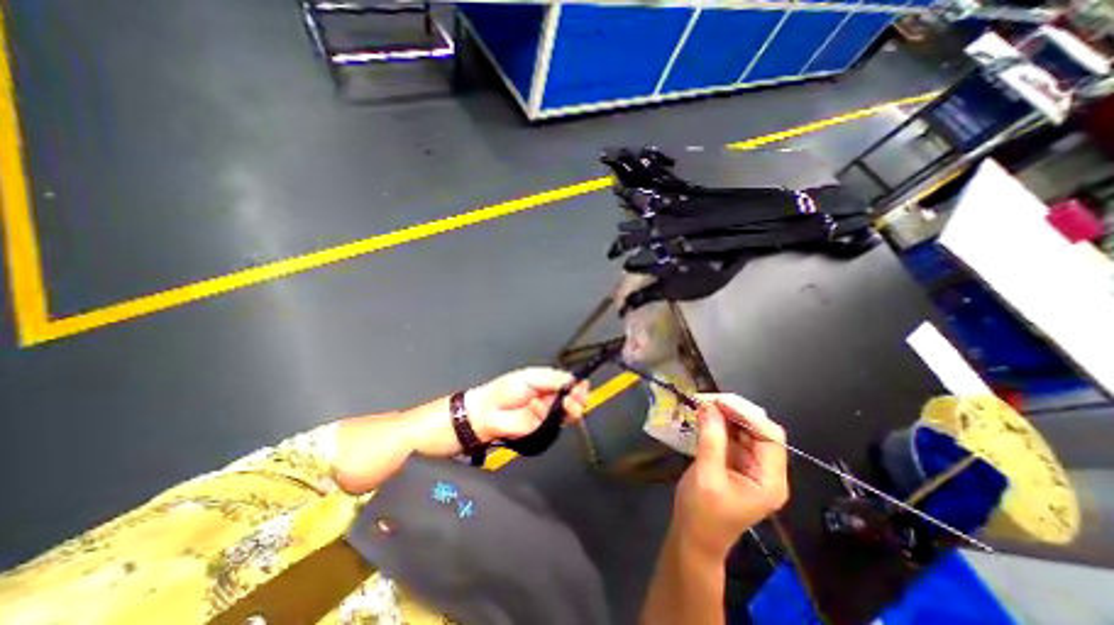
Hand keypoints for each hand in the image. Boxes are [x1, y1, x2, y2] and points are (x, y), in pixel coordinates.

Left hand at [466, 367, 590, 443]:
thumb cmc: (503, 392)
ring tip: (571, 403)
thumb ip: (553, 378)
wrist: (488, 416)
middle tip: (579, 393)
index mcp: (545, 380)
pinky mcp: (546, 426)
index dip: (576, 382)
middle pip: (572, 394)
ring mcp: (548, 411)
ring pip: (570, 408)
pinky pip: (562, 421)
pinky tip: (567, 412)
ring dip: (575, 405)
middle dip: (579, 393)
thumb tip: (573, 379)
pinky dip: (568, 417)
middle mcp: (549, 395)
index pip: (567, 380)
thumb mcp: (530, 377)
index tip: (582, 383)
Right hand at [665, 394, 786, 558]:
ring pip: (743, 430)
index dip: (747, 414)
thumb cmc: (702, 514)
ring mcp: (750, 466)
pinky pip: (730, 436)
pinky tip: (703, 416)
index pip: (770, 436)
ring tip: (702, 403)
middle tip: (707, 399)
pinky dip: (717, 424)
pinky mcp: (734, 462)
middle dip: (734, 411)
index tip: (719, 401)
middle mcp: (765, 470)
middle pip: (758, 430)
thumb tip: (709, 406)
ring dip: (724, 415)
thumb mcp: (706, 476)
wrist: (693, 538)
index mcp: (769, 480)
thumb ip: (711, 440)